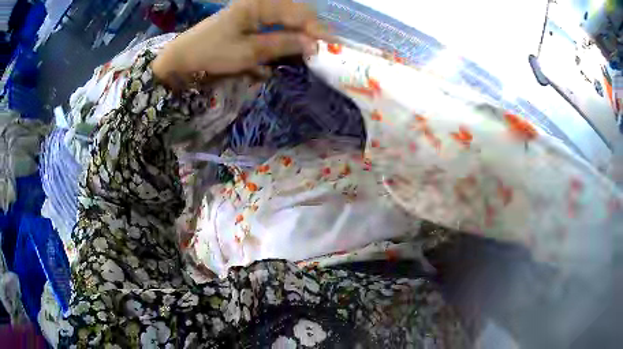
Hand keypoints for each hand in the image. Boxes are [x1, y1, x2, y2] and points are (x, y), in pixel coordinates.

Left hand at [152, 0, 330, 85]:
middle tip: (319, 52)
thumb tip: (314, 45)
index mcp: (259, 4)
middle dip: (309, 33)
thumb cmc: (212, 52)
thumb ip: (283, 44)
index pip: (298, 13)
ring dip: (296, 38)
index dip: (316, 29)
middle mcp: (259, 4)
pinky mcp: (248, 23)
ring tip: (306, 54)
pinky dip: (280, 40)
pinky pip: (272, 28)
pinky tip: (284, 53)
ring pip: (285, 22)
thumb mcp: (249, 51)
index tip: (331, 47)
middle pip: (294, 15)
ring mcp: (253, 13)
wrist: (182, 59)